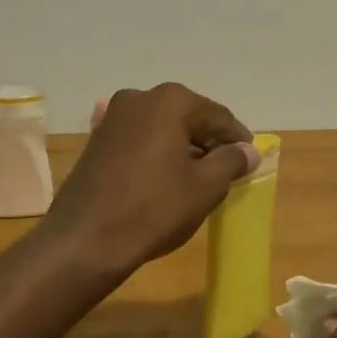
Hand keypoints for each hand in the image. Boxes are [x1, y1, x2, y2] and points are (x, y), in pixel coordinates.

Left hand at [43, 83, 256, 276]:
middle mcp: (140, 98)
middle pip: (188, 117)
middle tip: (227, 170)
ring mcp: (113, 117)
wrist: (85, 240)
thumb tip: (248, 151)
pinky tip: (166, 179)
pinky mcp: (97, 140)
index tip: (251, 159)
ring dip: (183, 148)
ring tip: (199, 178)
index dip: (237, 138)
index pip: (217, 115)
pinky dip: (158, 154)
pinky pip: (140, 140)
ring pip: (162, 128)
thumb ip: (231, 161)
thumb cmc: (154, 208)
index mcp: (170, 101)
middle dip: (209, 142)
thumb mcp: (205, 187)